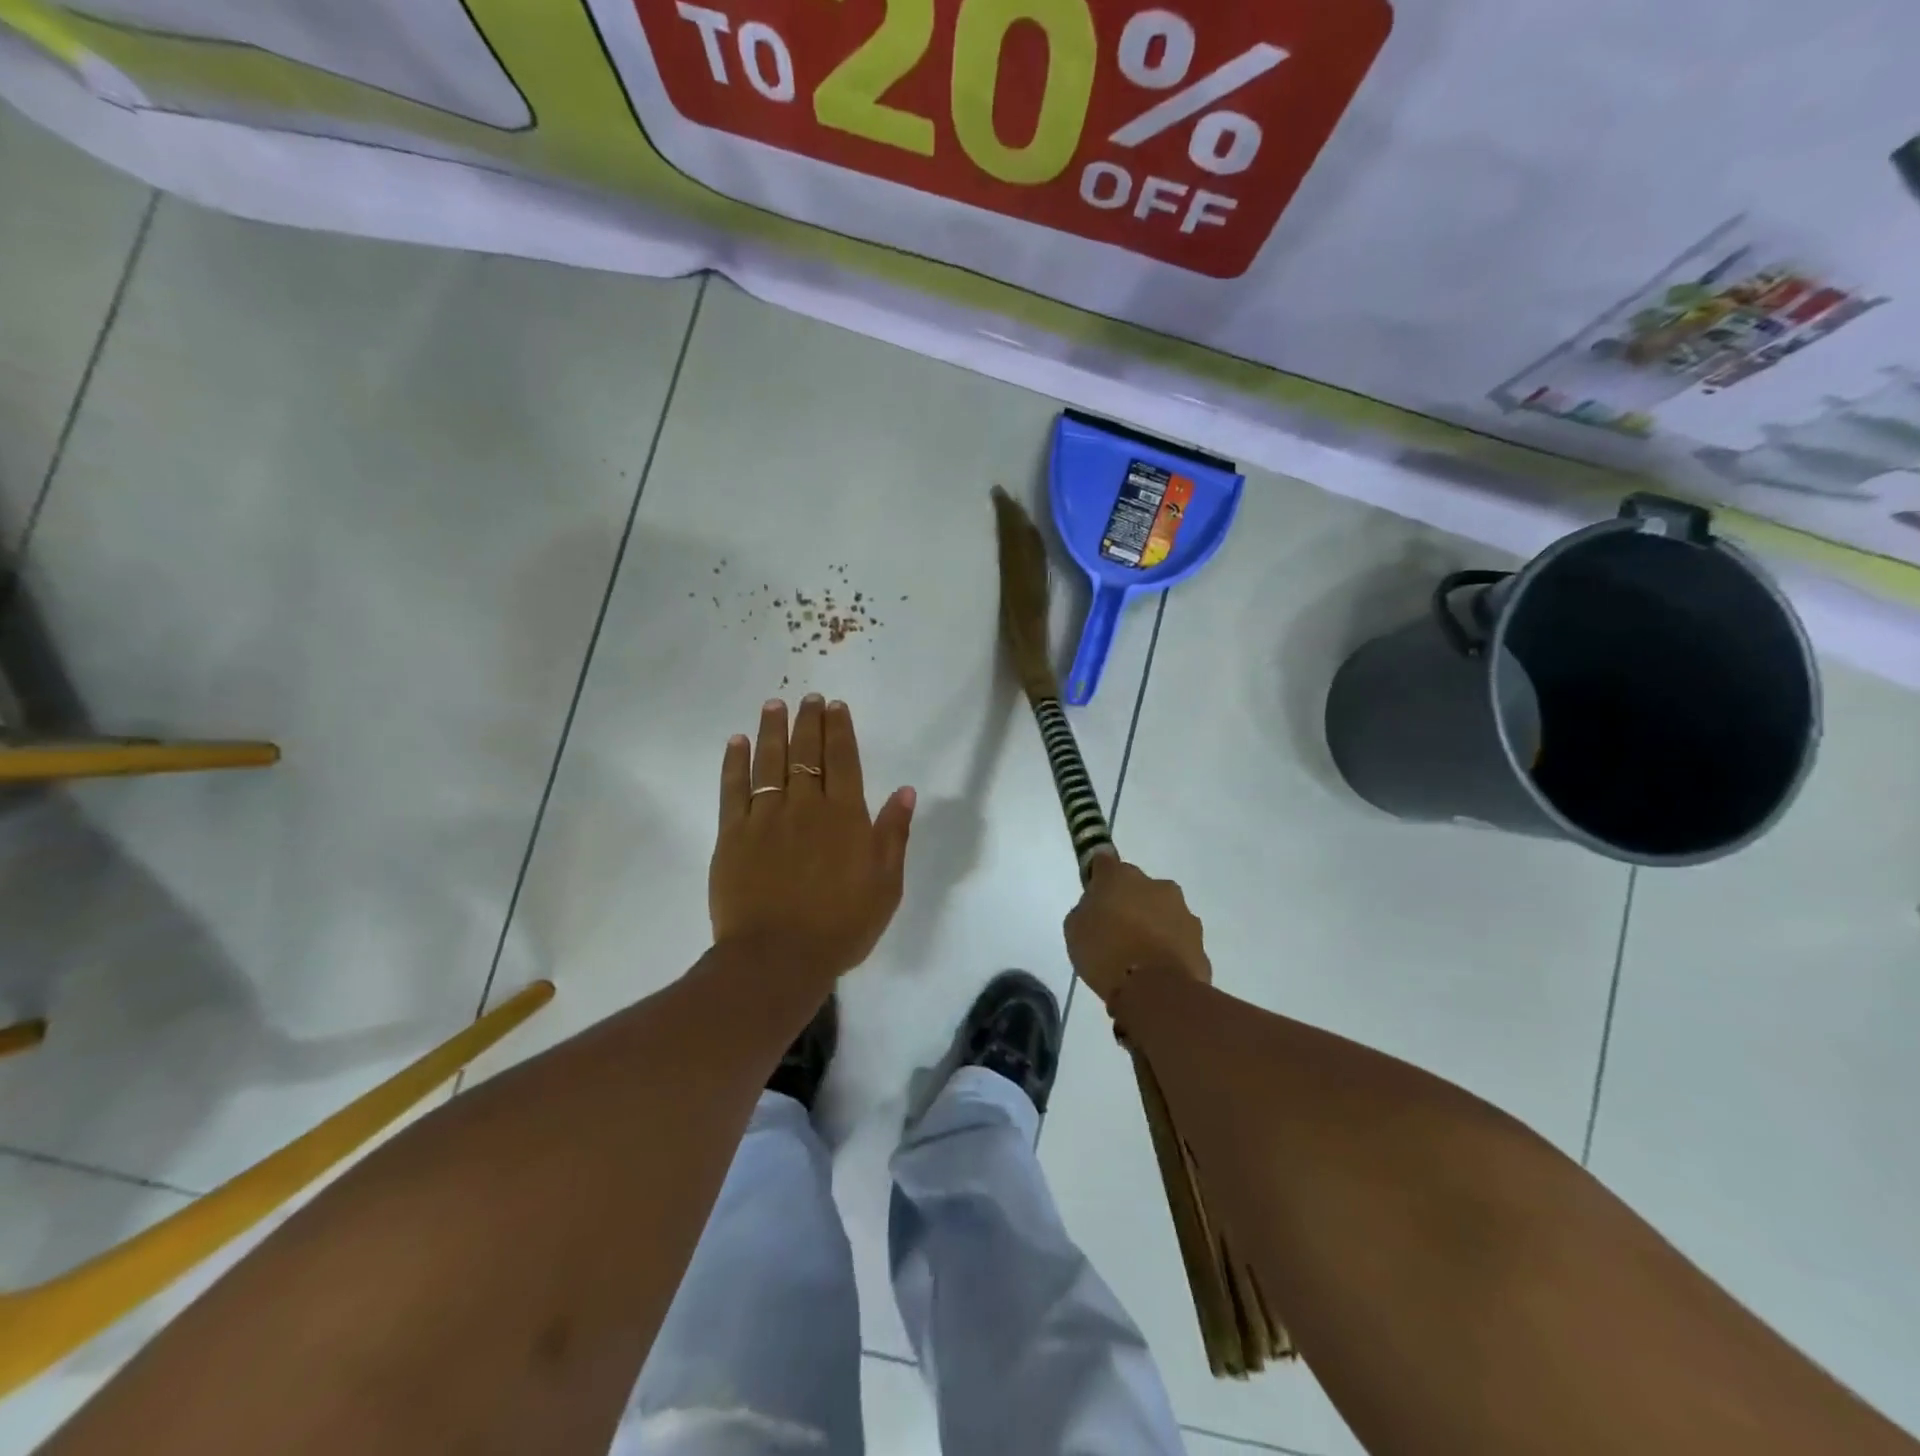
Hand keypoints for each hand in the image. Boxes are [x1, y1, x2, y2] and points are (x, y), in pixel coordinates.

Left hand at [710, 695, 915, 980]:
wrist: (778, 958)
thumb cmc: (842, 925)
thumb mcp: (885, 885)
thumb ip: (893, 834)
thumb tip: (905, 791)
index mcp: (845, 816)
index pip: (843, 760)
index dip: (839, 730)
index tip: (835, 706)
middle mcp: (806, 806)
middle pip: (806, 753)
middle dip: (808, 721)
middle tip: (808, 698)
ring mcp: (766, 818)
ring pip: (770, 762)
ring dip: (772, 730)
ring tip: (774, 705)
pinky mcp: (733, 835)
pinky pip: (733, 789)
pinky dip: (734, 762)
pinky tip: (737, 742)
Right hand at [1063, 856, 1210, 1006]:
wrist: (1155, 991)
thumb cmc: (1106, 954)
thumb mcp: (1075, 931)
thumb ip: (1086, 910)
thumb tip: (1096, 909)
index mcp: (1120, 877)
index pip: (1104, 861)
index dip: (1098, 877)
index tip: (1094, 896)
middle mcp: (1155, 885)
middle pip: (1138, 887)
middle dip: (1129, 902)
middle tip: (1115, 931)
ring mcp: (1182, 912)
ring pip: (1162, 911)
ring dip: (1152, 925)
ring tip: (1138, 956)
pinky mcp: (1199, 940)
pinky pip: (1178, 939)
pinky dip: (1168, 948)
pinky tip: (1157, 971)